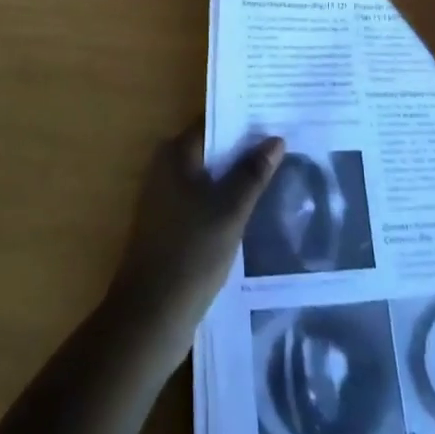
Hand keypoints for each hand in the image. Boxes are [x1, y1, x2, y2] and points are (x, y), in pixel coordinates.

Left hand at [105, 121, 283, 372]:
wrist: (149, 317)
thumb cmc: (190, 253)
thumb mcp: (229, 210)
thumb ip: (252, 173)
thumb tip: (275, 139)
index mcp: (174, 153)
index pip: (214, 121)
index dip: (244, 119)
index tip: (276, 116)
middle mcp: (166, 167)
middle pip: (212, 148)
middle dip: (244, 147)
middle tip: (285, 144)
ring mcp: (166, 198)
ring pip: (209, 176)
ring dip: (237, 175)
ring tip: (277, 172)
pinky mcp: (171, 226)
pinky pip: (204, 199)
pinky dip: (226, 199)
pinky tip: (253, 208)